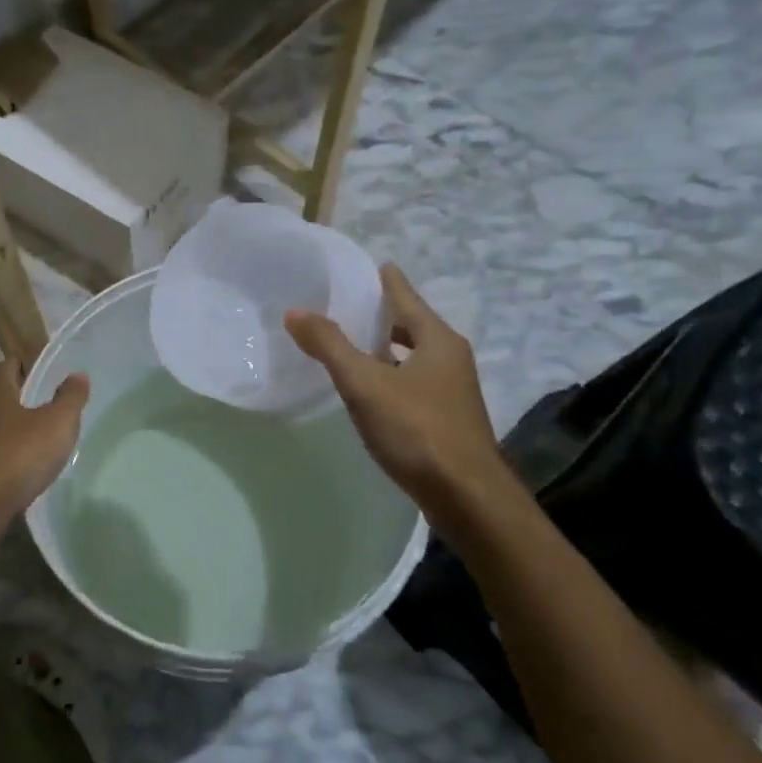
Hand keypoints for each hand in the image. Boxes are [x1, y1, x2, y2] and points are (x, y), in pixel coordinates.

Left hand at [0, 358, 89, 527]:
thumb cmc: (20, 453)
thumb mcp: (58, 422)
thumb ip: (70, 397)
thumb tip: (78, 375)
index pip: (8, 364)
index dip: (28, 365)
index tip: (47, 373)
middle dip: (17, 394)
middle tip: (43, 401)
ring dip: (8, 423)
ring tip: (34, 432)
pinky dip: (2, 448)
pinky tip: (20, 460)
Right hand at [285, 265, 505, 515]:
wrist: (467, 497)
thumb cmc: (417, 430)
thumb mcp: (365, 384)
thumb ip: (330, 346)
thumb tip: (295, 311)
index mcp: (437, 339)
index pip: (405, 295)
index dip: (384, 280)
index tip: (369, 265)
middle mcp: (450, 358)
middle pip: (411, 325)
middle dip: (381, 316)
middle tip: (345, 306)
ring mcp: (451, 390)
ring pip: (412, 357)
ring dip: (385, 349)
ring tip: (350, 344)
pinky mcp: (446, 419)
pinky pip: (412, 383)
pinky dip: (390, 376)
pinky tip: (369, 390)